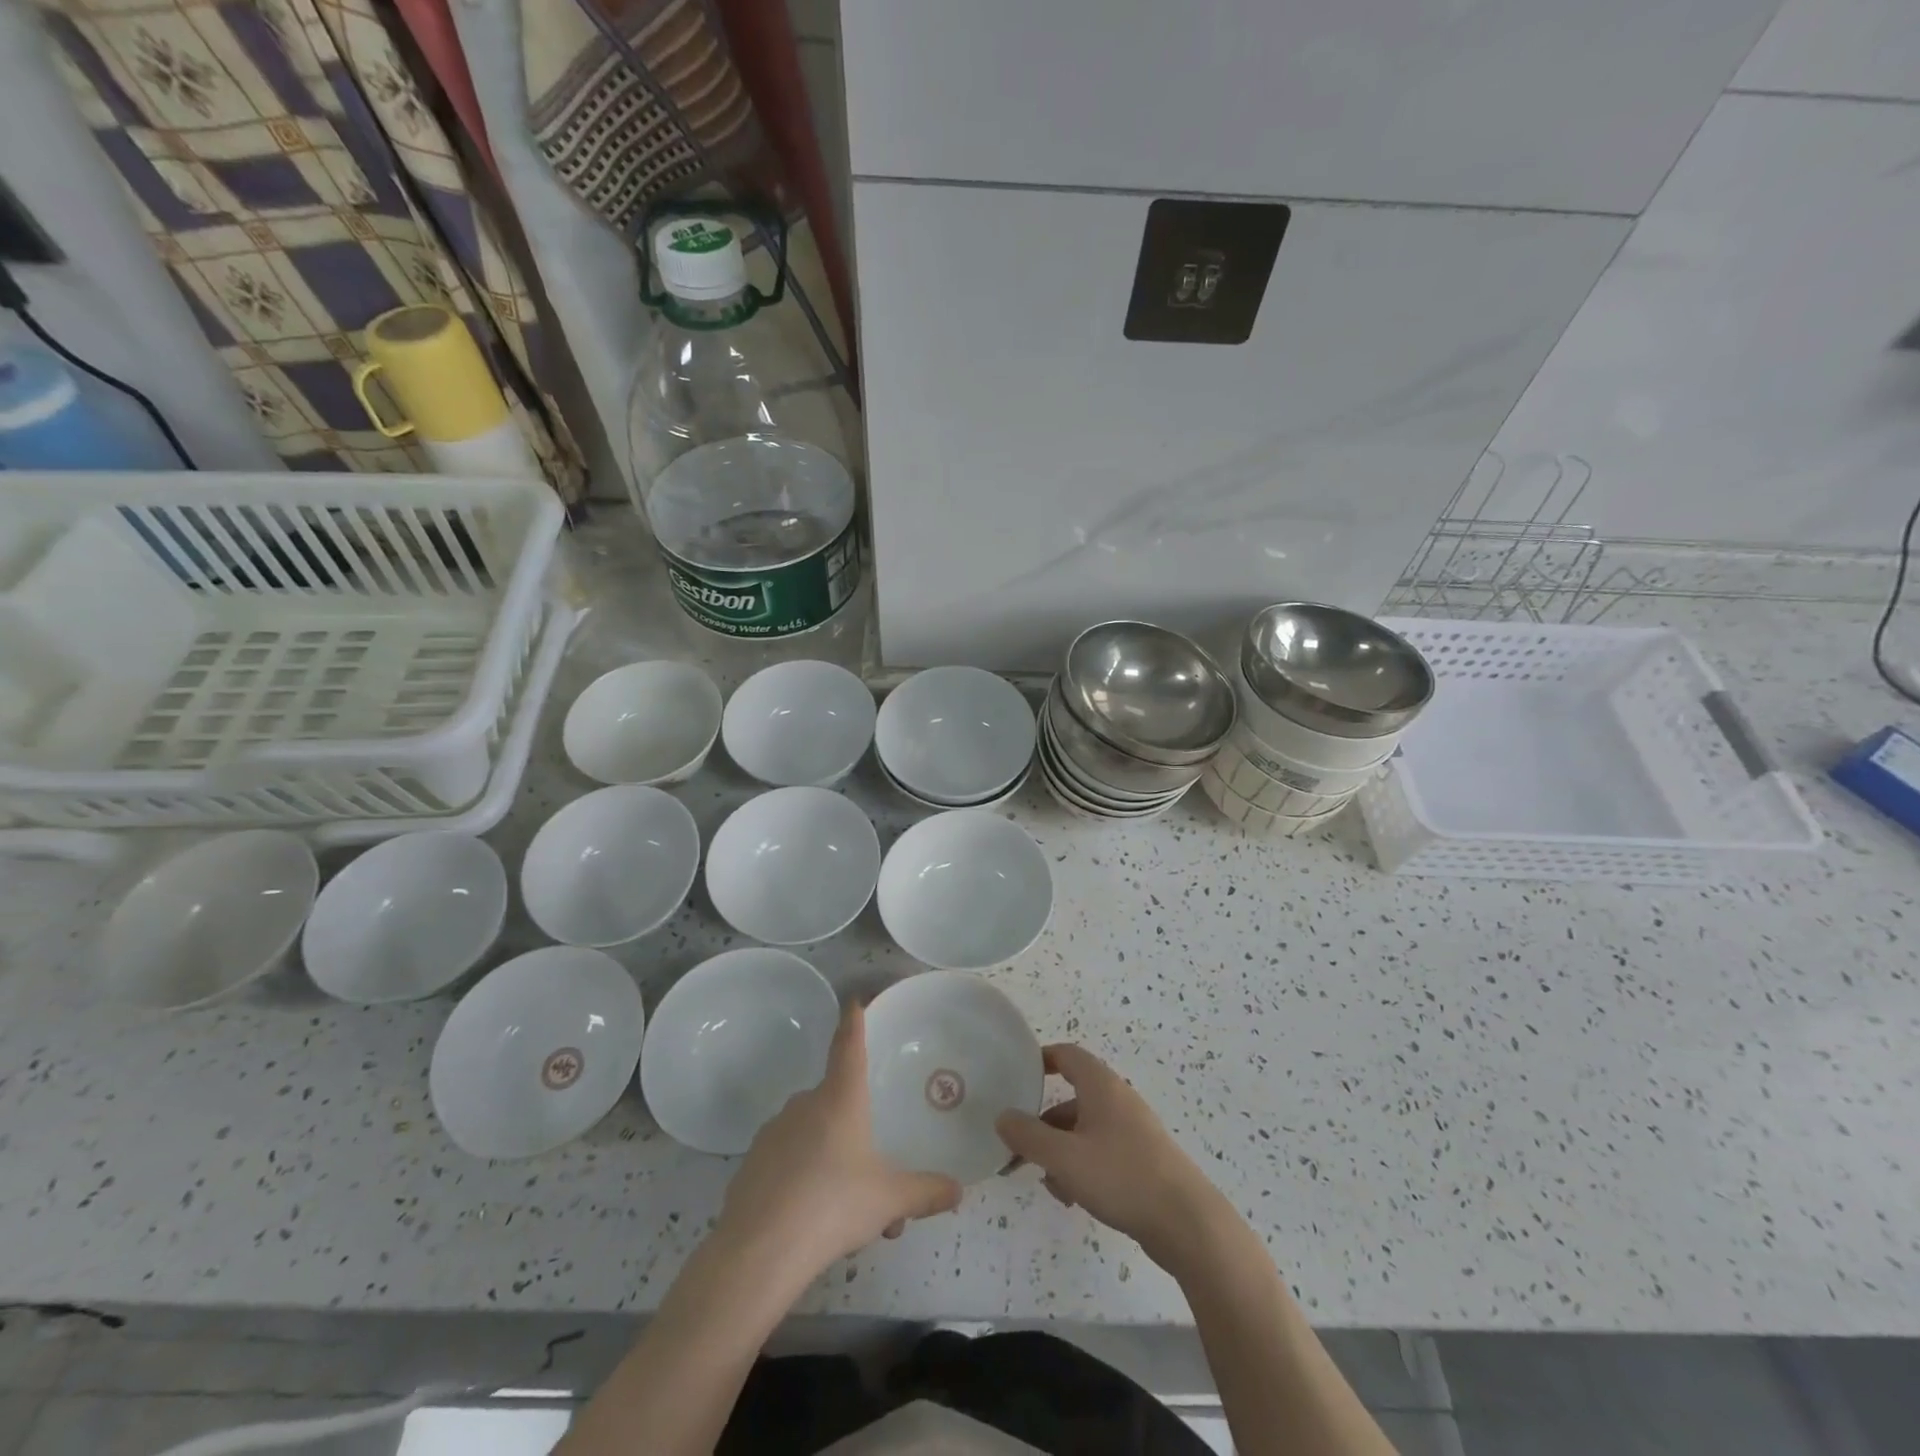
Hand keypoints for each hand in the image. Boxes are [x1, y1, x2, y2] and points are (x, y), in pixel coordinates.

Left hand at [717, 1001, 961, 1277]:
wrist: (759, 1252)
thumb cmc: (833, 1206)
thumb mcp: (889, 1200)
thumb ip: (925, 1192)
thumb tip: (958, 1190)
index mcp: (840, 1098)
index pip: (849, 1045)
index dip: (854, 1021)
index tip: (854, 1000)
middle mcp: (805, 1105)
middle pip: (836, 1102)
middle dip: (857, 1133)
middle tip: (877, 1179)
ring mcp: (773, 1133)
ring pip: (813, 1138)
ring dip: (834, 1164)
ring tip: (852, 1217)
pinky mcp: (751, 1165)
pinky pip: (788, 1163)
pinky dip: (804, 1182)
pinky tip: (813, 1222)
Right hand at [995, 1043, 1223, 1267]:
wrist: (1186, 1222)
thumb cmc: (1121, 1176)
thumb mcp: (1064, 1157)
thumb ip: (1028, 1136)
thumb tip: (1002, 1117)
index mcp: (1101, 1086)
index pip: (1067, 1055)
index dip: (1041, 1060)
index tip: (1017, 1076)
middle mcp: (1117, 1099)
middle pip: (1071, 1098)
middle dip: (1043, 1123)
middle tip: (1018, 1147)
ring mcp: (1132, 1130)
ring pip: (1084, 1130)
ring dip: (1060, 1151)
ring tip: (1048, 1183)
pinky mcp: (1142, 1159)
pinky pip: (1101, 1151)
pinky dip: (1082, 1166)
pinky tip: (1073, 1197)